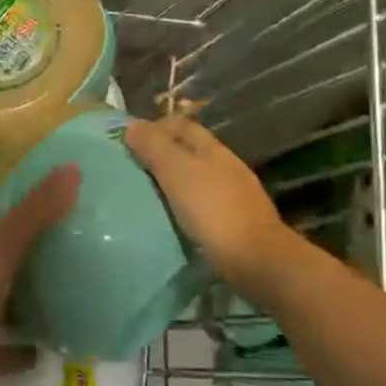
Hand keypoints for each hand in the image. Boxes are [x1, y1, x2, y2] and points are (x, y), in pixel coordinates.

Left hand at [0, 165, 79, 385]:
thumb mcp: (2, 245)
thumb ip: (35, 210)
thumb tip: (71, 169)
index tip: (27, 200)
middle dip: (12, 250)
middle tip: (56, 242)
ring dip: (17, 297)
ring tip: (58, 289)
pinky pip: (1, 347)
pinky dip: (19, 348)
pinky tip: (46, 347)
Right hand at [124, 116, 293, 284]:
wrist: (257, 260)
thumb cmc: (213, 210)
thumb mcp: (177, 172)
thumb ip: (154, 147)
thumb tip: (132, 125)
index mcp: (212, 149)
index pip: (181, 125)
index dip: (155, 128)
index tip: (128, 143)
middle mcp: (226, 166)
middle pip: (189, 151)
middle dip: (162, 156)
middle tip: (132, 170)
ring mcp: (234, 195)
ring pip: (196, 179)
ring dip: (173, 183)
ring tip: (146, 196)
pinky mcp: (235, 222)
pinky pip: (202, 205)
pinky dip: (185, 206)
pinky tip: (172, 219)